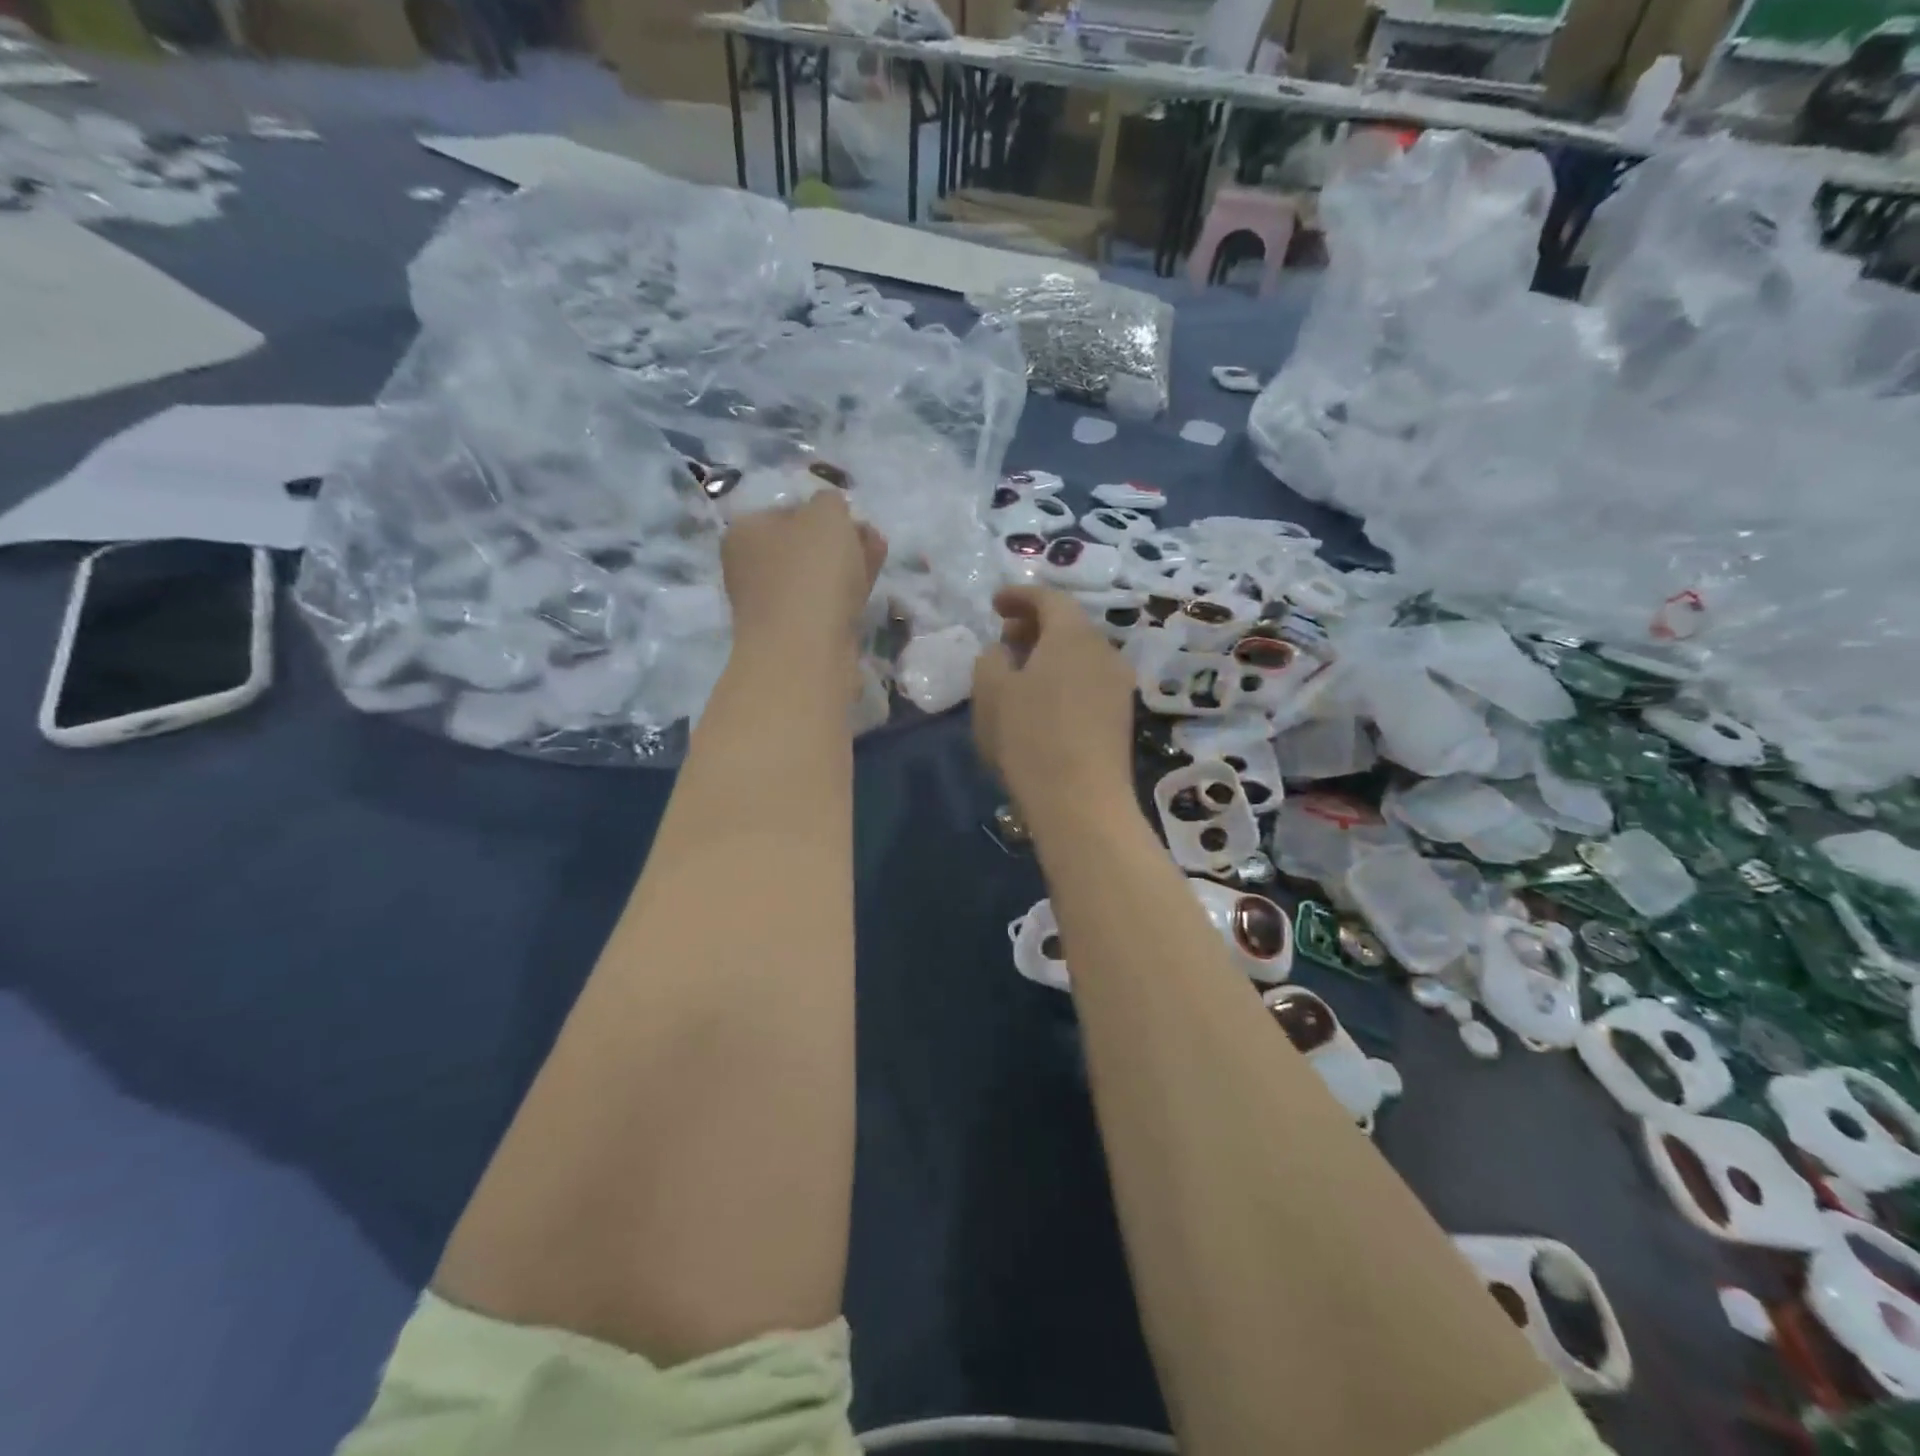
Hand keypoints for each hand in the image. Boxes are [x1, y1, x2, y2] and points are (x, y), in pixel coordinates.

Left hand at [722, 490, 886, 658]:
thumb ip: (831, 501)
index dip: (823, 510)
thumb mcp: (826, 514)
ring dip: (848, 565)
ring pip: (816, 576)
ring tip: (879, 556)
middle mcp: (751, 568)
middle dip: (840, 539)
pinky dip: (846, 593)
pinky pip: (824, 604)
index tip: (852, 517)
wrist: (805, 652)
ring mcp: (772, 605)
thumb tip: (831, 510)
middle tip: (871, 537)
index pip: (788, 510)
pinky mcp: (795, 635)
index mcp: (745, 532)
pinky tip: (868, 587)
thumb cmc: (810, 572)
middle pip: (803, 546)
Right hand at [972, 586, 1135, 824]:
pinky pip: (1088, 680)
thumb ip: (991, 658)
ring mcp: (1118, 685)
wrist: (1081, 801)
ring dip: (1049, 654)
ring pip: (1080, 655)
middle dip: (1034, 626)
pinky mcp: (1121, 717)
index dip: (1019, 596)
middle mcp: (1104, 651)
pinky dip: (1064, 678)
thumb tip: (1004, 652)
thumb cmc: (1029, 737)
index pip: (1048, 598)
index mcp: (1072, 635)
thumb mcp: (991, 692)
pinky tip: (1043, 702)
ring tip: (1020, 673)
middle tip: (1005, 638)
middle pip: (1069, 625)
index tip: (994, 604)